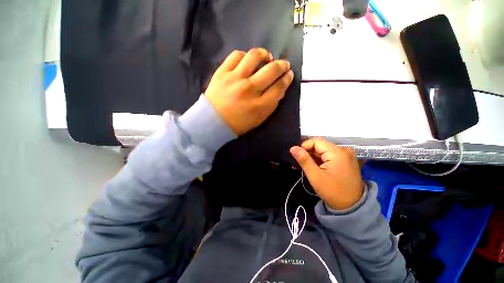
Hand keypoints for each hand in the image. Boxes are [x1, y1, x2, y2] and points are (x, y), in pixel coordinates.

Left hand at [205, 48, 293, 134]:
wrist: (213, 121)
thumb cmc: (238, 123)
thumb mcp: (259, 119)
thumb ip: (271, 105)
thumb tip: (280, 88)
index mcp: (259, 105)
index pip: (279, 87)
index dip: (287, 79)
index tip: (289, 74)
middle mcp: (249, 89)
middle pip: (271, 70)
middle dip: (282, 65)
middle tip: (284, 65)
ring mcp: (235, 79)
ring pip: (254, 56)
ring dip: (265, 54)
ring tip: (267, 57)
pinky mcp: (222, 72)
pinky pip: (236, 55)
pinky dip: (245, 55)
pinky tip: (248, 60)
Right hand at [290, 138, 363, 209]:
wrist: (353, 207)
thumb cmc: (333, 192)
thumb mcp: (315, 177)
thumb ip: (304, 160)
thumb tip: (292, 148)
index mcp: (337, 153)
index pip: (316, 141)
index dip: (304, 146)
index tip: (296, 156)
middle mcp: (343, 150)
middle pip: (320, 145)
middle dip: (307, 152)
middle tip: (297, 162)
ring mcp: (345, 155)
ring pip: (323, 150)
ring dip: (312, 157)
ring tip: (302, 166)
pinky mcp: (345, 160)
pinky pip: (328, 155)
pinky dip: (319, 160)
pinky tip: (312, 166)